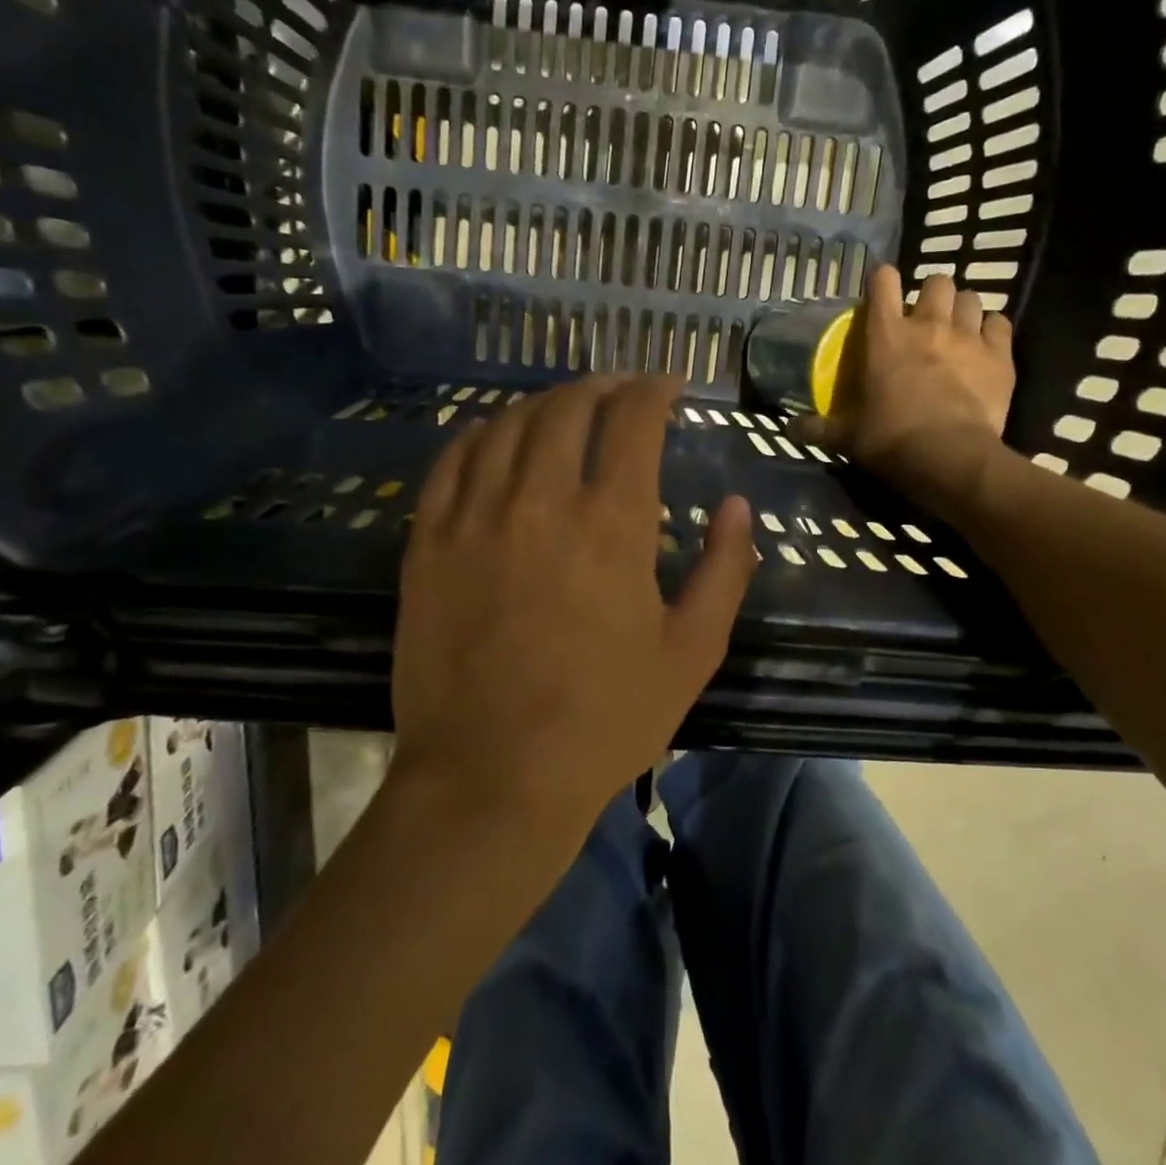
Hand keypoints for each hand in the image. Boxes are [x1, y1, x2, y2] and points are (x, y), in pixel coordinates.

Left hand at [391, 376, 756, 840]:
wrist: (491, 778)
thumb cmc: (604, 721)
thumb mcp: (691, 652)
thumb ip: (725, 570)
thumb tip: (737, 507)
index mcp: (611, 523)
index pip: (633, 419)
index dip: (655, 389)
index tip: (668, 387)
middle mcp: (540, 501)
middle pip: (567, 408)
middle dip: (601, 386)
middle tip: (620, 391)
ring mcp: (474, 517)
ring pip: (507, 425)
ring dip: (543, 404)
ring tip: (564, 409)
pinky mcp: (428, 542)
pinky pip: (451, 461)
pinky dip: (480, 435)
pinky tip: (495, 437)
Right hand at [795, 266, 1017, 518]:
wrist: (949, 459)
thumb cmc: (891, 440)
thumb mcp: (847, 437)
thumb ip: (818, 429)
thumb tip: (789, 430)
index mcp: (886, 336)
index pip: (884, 282)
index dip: (883, 279)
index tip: (881, 290)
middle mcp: (928, 325)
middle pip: (936, 282)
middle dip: (931, 293)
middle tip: (925, 316)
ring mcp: (968, 337)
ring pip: (971, 298)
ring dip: (962, 308)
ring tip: (957, 327)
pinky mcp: (999, 356)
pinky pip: (1001, 324)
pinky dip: (992, 329)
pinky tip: (987, 344)